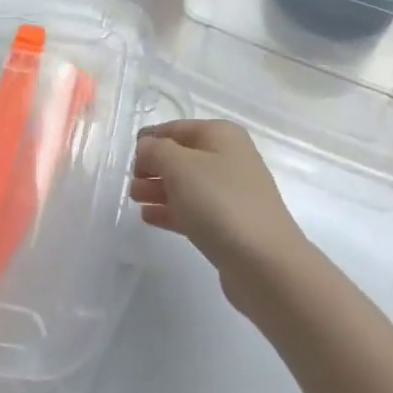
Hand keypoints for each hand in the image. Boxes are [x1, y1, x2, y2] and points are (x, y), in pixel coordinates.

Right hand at [131, 120, 308, 315]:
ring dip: (159, 189)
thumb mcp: (180, 166)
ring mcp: (232, 193)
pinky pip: (194, 210)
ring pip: (187, 185)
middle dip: (154, 166)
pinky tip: (149, 218)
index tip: (128, 155)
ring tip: (135, 199)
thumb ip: (156, 150)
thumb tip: (147, 147)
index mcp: (222, 135)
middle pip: (182, 156)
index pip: (178, 128)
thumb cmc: (219, 203)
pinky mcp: (230, 224)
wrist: (265, 263)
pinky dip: (171, 210)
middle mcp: (229, 158)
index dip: (151, 138)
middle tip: (131, 182)